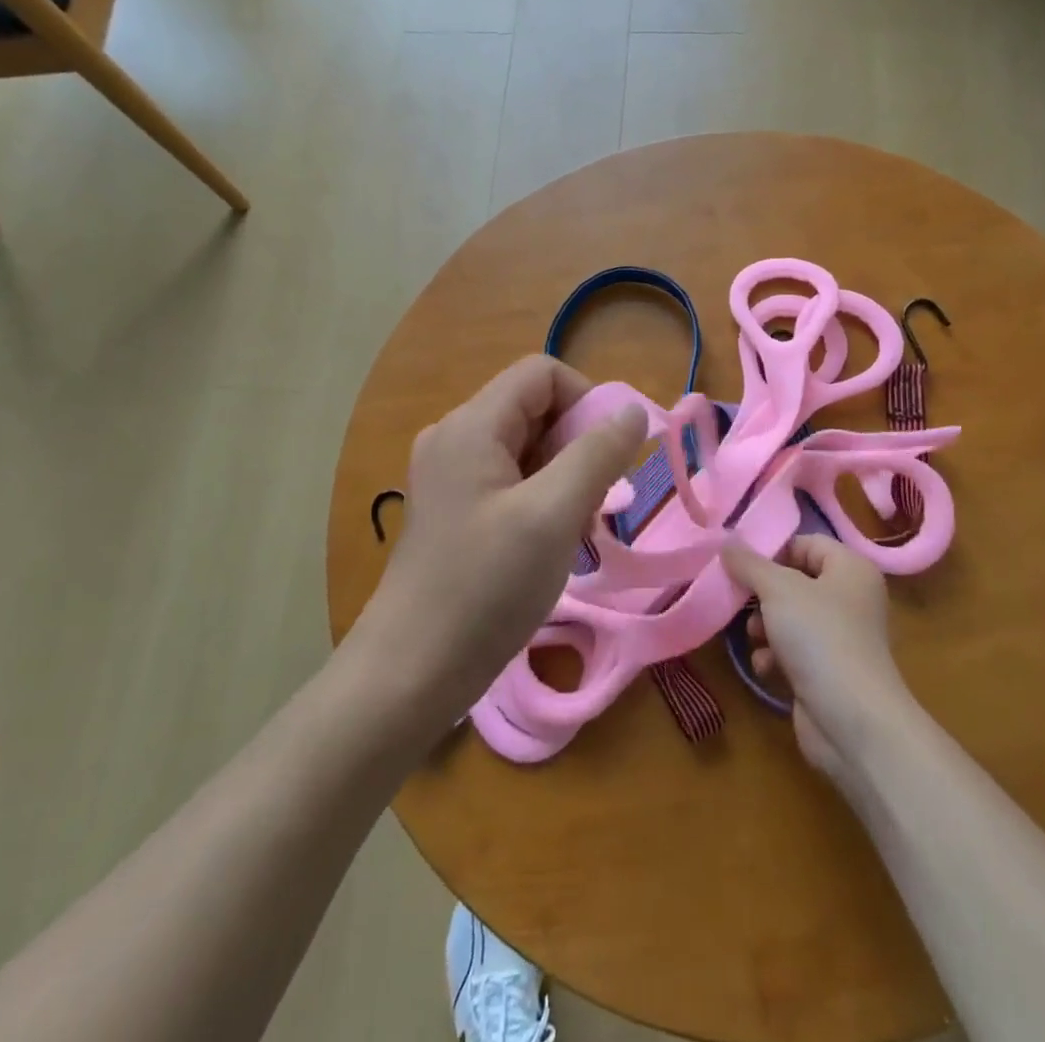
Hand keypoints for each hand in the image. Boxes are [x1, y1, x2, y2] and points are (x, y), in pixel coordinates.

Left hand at [347, 356, 645, 739]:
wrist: (412, 671)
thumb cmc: (486, 587)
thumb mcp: (554, 515)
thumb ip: (597, 454)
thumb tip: (632, 410)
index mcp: (472, 425)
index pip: (542, 373)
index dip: (586, 400)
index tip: (610, 455)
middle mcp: (456, 437)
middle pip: (534, 409)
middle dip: (577, 445)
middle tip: (594, 503)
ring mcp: (451, 475)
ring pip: (527, 448)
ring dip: (563, 477)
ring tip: (574, 530)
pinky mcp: (455, 508)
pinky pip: (510, 480)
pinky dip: (542, 499)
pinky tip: (550, 544)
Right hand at [724, 535, 913, 778]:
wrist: (853, 721)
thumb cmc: (820, 637)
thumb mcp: (777, 588)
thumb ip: (748, 562)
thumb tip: (726, 540)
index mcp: (851, 569)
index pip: (806, 543)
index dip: (773, 551)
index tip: (740, 564)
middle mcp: (851, 598)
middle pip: (795, 581)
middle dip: (763, 593)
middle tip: (738, 599)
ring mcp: (841, 637)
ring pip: (791, 618)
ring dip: (765, 626)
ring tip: (753, 636)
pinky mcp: (829, 672)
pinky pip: (795, 651)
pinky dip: (775, 656)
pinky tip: (764, 666)